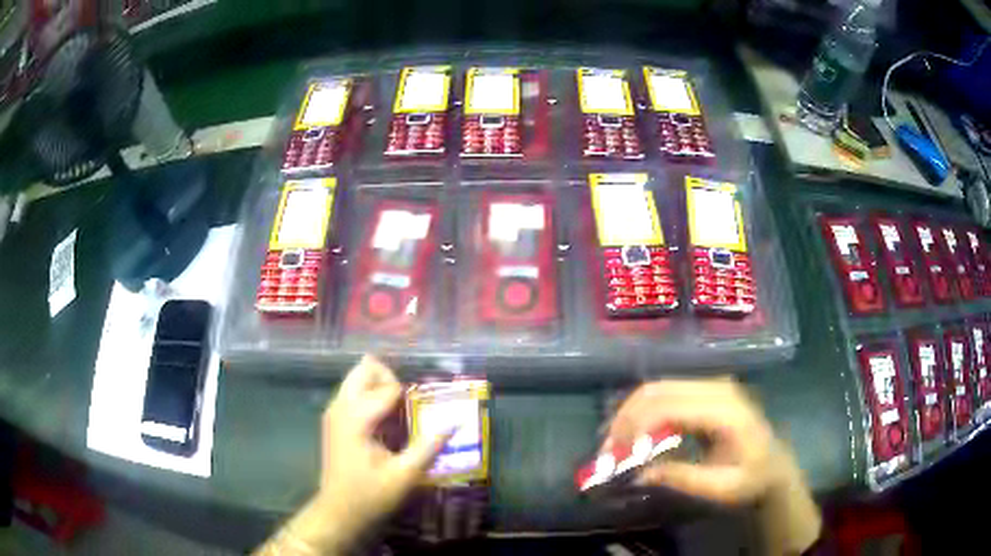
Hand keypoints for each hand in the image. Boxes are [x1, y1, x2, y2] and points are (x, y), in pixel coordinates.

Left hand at [256, 356, 447, 555]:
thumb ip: (430, 445)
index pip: (388, 387)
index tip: (420, 418)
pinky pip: (353, 394)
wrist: (339, 512)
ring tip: (398, 416)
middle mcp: (341, 406)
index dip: (409, 398)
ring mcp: (334, 412)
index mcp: (357, 417)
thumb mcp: (406, 474)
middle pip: (366, 368)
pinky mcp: (333, 421)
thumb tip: (456, 421)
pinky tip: (385, 426)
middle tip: (408, 406)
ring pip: (358, 379)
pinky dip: (371, 399)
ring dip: (380, 388)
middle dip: (390, 379)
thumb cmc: (372, 495)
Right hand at [608, 378, 787, 503]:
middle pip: (657, 391)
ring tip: (614, 447)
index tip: (616, 457)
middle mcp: (716, 388)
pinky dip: (642, 415)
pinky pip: (664, 395)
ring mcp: (710, 386)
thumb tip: (638, 473)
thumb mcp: (721, 487)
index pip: (669, 406)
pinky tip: (633, 437)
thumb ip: (682, 478)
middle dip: (625, 420)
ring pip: (656, 389)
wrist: (775, 466)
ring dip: (629, 416)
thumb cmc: (753, 479)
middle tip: (606, 452)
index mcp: (725, 410)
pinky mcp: (703, 392)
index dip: (637, 428)